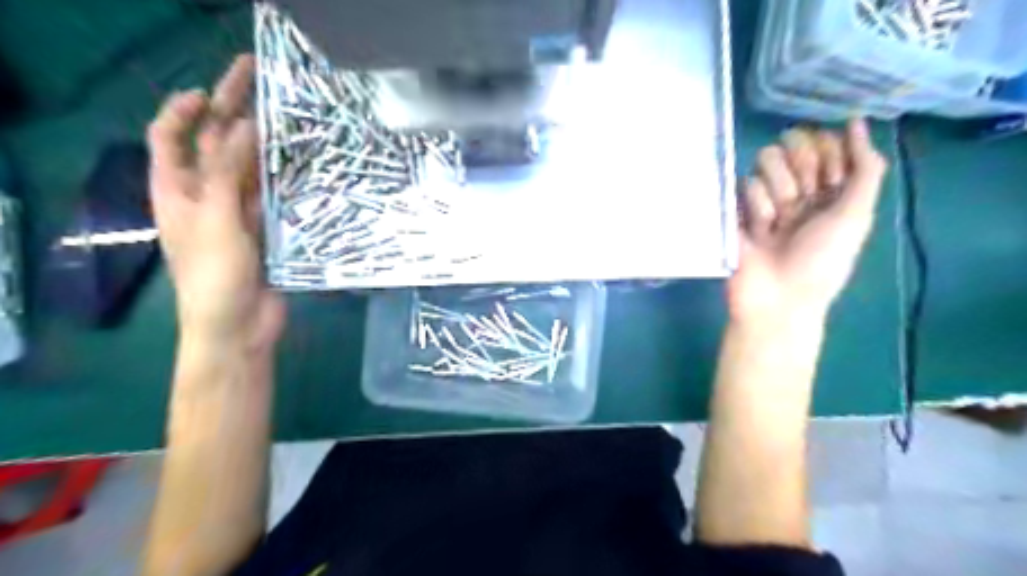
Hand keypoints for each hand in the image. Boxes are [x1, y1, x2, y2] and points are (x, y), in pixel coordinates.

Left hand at [146, 54, 281, 351]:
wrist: (238, 325)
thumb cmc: (213, 275)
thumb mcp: (215, 219)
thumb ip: (228, 172)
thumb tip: (246, 124)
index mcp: (177, 191)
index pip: (169, 138)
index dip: (183, 111)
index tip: (208, 92)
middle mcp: (206, 196)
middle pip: (216, 146)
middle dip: (232, 113)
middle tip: (260, 84)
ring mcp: (239, 213)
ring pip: (251, 169)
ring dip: (266, 144)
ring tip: (291, 118)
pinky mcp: (267, 229)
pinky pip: (275, 195)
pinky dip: (286, 178)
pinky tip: (305, 164)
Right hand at [730, 117, 890, 323]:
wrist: (776, 297)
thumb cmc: (821, 261)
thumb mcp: (856, 215)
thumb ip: (865, 167)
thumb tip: (856, 120)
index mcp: (831, 188)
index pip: (826, 143)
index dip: (826, 151)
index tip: (828, 176)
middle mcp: (798, 187)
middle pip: (794, 144)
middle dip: (800, 168)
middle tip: (802, 198)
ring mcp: (765, 196)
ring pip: (765, 160)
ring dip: (776, 191)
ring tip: (776, 223)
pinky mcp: (736, 207)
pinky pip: (742, 184)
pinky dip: (755, 207)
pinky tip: (758, 231)